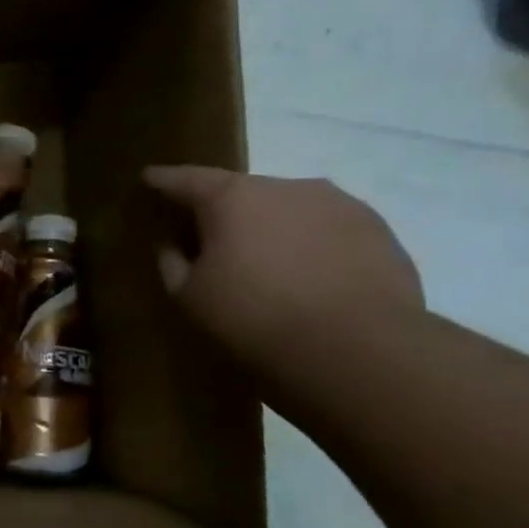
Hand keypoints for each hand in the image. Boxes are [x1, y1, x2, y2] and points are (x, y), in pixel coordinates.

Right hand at [144, 166, 422, 364]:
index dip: (164, 180)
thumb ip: (171, 261)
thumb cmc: (253, 318)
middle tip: (208, 237)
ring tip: (264, 261)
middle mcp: (286, 186)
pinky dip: (309, 245)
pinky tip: (306, 276)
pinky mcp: (379, 230)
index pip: (186, 179)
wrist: (358, 349)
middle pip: (242, 191)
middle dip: (222, 211)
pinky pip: (327, 230)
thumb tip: (173, 243)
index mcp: (232, 197)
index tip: (149, 178)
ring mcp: (339, 204)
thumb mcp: (189, 296)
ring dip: (270, 227)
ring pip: (289, 209)